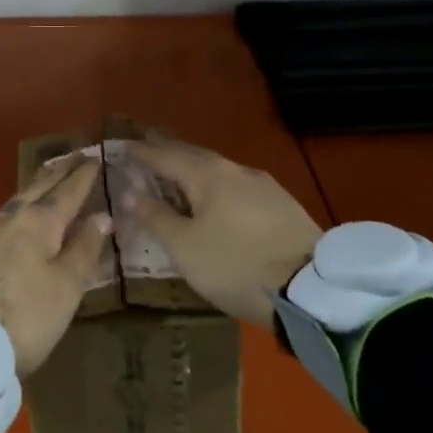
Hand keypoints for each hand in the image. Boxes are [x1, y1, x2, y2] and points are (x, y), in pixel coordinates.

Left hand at [0, 154, 110, 376]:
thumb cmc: (22, 317)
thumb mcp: (65, 289)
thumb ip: (84, 250)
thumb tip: (102, 216)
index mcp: (39, 223)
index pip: (67, 192)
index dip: (83, 176)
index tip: (95, 157)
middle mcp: (9, 218)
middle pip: (37, 188)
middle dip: (57, 172)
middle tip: (73, 156)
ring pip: (16, 201)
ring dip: (35, 188)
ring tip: (47, 182)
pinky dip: (15, 208)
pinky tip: (13, 216)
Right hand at [121, 140, 323, 328]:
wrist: (310, 289)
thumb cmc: (235, 265)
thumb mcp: (185, 247)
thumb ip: (156, 217)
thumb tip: (130, 192)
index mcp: (207, 175)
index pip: (165, 156)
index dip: (142, 152)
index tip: (122, 145)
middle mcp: (235, 171)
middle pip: (194, 154)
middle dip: (169, 149)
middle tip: (149, 143)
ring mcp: (264, 186)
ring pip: (219, 169)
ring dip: (195, 166)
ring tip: (180, 169)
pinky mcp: (283, 205)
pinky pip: (238, 185)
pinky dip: (217, 184)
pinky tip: (218, 194)